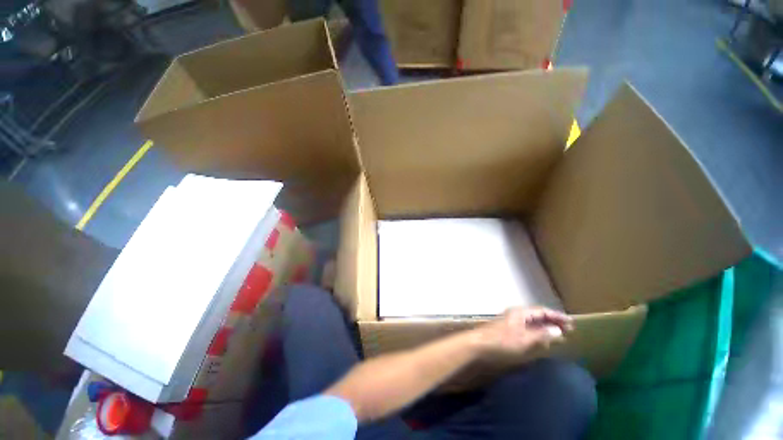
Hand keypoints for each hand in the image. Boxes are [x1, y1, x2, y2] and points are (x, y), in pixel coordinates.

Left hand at [473, 306, 572, 355]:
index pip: (542, 311)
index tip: (571, 322)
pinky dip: (537, 332)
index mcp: (520, 313)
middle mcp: (516, 314)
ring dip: (545, 327)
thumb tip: (558, 330)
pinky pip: (527, 327)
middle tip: (568, 329)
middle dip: (553, 321)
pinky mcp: (507, 328)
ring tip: (558, 334)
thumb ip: (541, 335)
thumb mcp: (525, 339)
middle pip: (537, 315)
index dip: (557, 316)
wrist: (479, 343)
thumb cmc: (502, 341)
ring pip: (532, 321)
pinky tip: (541, 339)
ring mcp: (511, 320)